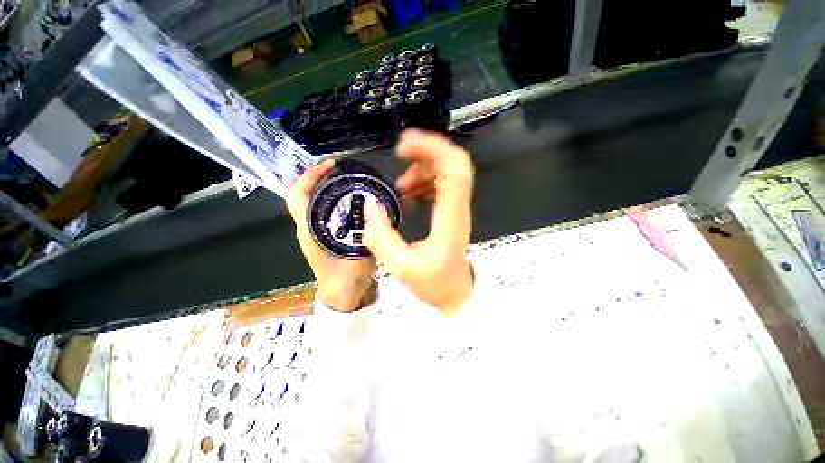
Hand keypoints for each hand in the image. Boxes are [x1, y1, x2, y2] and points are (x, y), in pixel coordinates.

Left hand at [287, 160, 376, 311]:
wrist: (342, 298)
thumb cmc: (345, 282)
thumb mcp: (358, 260)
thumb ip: (368, 239)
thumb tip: (379, 216)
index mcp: (310, 231)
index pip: (298, 196)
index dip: (309, 176)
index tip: (330, 165)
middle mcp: (310, 228)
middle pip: (306, 194)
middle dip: (322, 178)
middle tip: (346, 170)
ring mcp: (318, 232)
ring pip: (318, 202)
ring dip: (330, 188)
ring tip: (353, 180)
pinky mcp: (328, 235)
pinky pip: (329, 211)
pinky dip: (339, 201)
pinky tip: (357, 201)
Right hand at [364, 129, 474, 314]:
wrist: (455, 293)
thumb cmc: (434, 283)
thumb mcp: (401, 267)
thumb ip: (381, 237)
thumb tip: (370, 206)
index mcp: (450, 218)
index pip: (454, 170)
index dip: (433, 149)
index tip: (405, 146)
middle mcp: (457, 208)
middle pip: (453, 163)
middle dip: (426, 151)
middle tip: (399, 153)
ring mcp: (456, 208)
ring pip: (446, 172)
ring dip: (421, 169)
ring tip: (400, 186)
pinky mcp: (450, 212)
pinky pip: (440, 185)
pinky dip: (423, 181)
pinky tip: (407, 194)